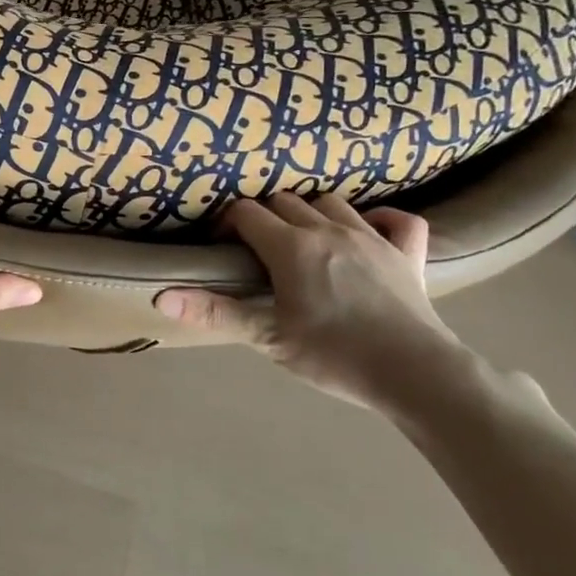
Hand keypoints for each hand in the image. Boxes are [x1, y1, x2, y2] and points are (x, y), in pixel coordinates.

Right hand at [155, 193, 464, 409]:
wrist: (415, 374)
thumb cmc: (333, 355)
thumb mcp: (266, 337)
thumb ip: (214, 311)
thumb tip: (160, 296)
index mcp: (291, 247)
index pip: (247, 213)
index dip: (228, 224)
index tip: (222, 248)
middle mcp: (329, 230)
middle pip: (286, 201)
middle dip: (265, 216)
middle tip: (257, 250)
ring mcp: (373, 237)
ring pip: (333, 203)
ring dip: (312, 212)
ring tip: (303, 239)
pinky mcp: (408, 253)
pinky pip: (399, 220)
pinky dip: (382, 218)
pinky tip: (370, 231)